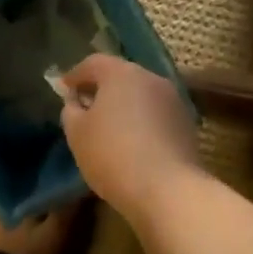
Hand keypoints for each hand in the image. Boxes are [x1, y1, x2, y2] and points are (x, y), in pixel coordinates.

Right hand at [61, 55, 202, 216]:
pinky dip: (142, 121)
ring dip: (125, 105)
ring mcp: (174, 101)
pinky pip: (157, 115)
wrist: (168, 191)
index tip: (65, 89)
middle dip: (102, 88)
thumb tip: (76, 101)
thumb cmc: (112, 155)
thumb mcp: (77, 133)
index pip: (94, 62)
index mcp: (121, 73)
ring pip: (142, 95)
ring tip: (110, 128)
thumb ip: (71, 110)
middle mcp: (151, 78)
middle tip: (86, 107)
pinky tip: (133, 143)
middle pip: (121, 76)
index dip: (76, 75)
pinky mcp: (187, 125)